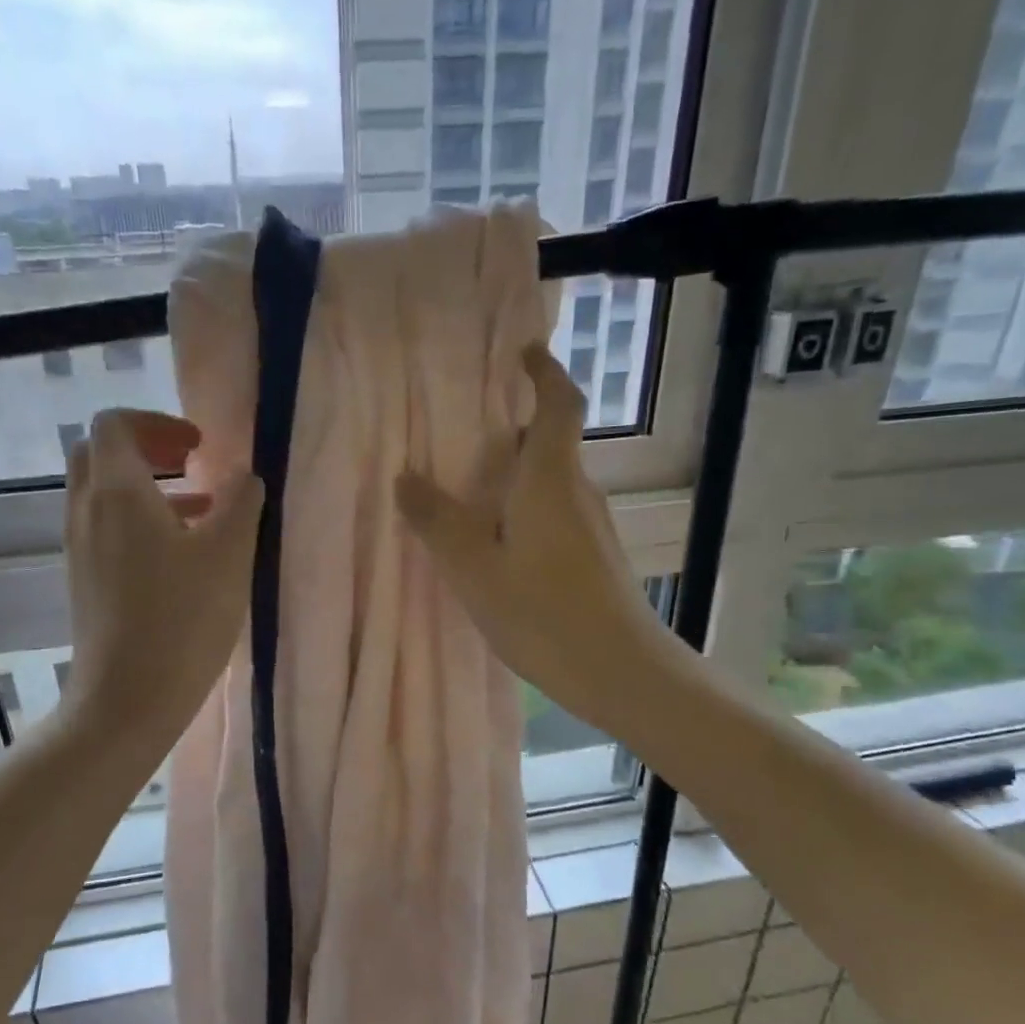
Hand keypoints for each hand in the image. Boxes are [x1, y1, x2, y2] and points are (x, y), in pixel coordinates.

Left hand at [63, 410, 262, 742]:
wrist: (128, 698)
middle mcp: (86, 511)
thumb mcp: (228, 555)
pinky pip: (105, 527)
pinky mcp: (84, 579)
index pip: (115, 424)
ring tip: (201, 509)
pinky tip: (181, 554)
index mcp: (117, 492)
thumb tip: (244, 476)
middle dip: (147, 448)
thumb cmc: (183, 620)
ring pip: (103, 493)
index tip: (200, 447)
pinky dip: (138, 519)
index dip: (158, 422)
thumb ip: (240, 503)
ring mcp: (80, 547)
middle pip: (100, 453)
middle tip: (192, 464)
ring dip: (147, 486)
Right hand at [395, 344, 663, 739]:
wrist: (620, 671)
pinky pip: (555, 514)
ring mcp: (592, 526)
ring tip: (469, 494)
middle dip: (513, 430)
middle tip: (464, 435)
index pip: (559, 405)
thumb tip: (405, 477)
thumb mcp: (474, 569)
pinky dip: (525, 510)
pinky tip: (498, 546)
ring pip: (551, 483)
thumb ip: (437, 522)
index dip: (544, 372)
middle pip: (550, 444)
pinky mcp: (596, 557)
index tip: (523, 352)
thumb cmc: (543, 613)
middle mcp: (578, 492)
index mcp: (550, 480)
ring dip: (516, 477)